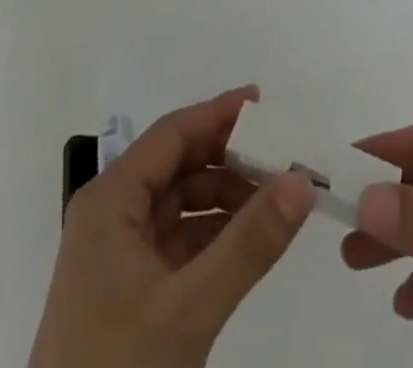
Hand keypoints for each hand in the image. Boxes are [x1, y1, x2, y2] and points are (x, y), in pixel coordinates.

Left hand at [30, 87, 316, 367]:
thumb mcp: (188, 309)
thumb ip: (248, 243)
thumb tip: (302, 181)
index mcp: (110, 200)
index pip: (172, 134)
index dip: (218, 114)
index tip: (266, 103)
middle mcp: (111, 214)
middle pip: (177, 164)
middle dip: (228, 157)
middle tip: (282, 154)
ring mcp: (117, 255)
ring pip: (180, 203)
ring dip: (225, 196)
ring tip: (275, 199)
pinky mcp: (128, 291)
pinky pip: (178, 241)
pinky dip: (214, 234)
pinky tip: (250, 240)